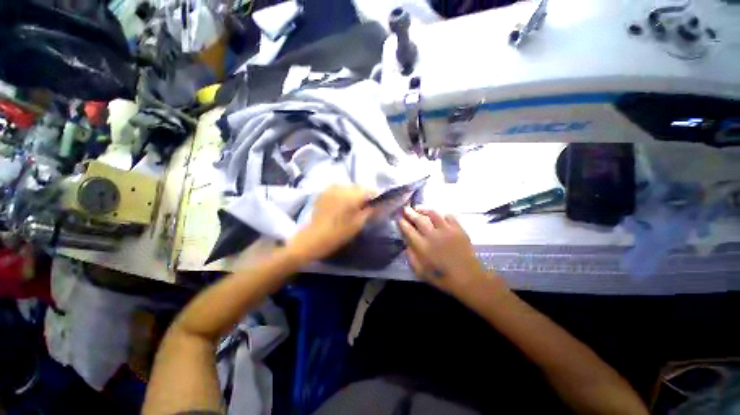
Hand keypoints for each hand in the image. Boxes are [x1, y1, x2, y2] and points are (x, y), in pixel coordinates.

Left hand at [287, 185, 374, 262]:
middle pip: (359, 187)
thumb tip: (379, 204)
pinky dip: (343, 195)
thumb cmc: (338, 233)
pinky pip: (338, 189)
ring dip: (353, 195)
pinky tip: (340, 205)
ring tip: (351, 207)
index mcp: (352, 195)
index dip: (375, 196)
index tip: (376, 205)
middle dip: (363, 195)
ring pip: (349, 188)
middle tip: (363, 208)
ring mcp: (331, 188)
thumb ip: (370, 211)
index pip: (370, 189)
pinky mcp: (323, 192)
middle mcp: (342, 187)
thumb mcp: (358, 224)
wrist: (312, 238)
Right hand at [398, 207, 495, 295]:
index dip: (402, 223)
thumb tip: (407, 244)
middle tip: (406, 208)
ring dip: (424, 209)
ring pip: (433, 214)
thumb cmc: (442, 277)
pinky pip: (448, 216)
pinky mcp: (458, 229)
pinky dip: (442, 214)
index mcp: (422, 246)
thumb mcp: (420, 272)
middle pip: (419, 219)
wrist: (468, 279)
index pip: (408, 230)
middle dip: (410, 212)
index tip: (398, 218)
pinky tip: (439, 216)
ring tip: (419, 208)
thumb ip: (411, 257)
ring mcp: (446, 230)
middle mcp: (432, 235)